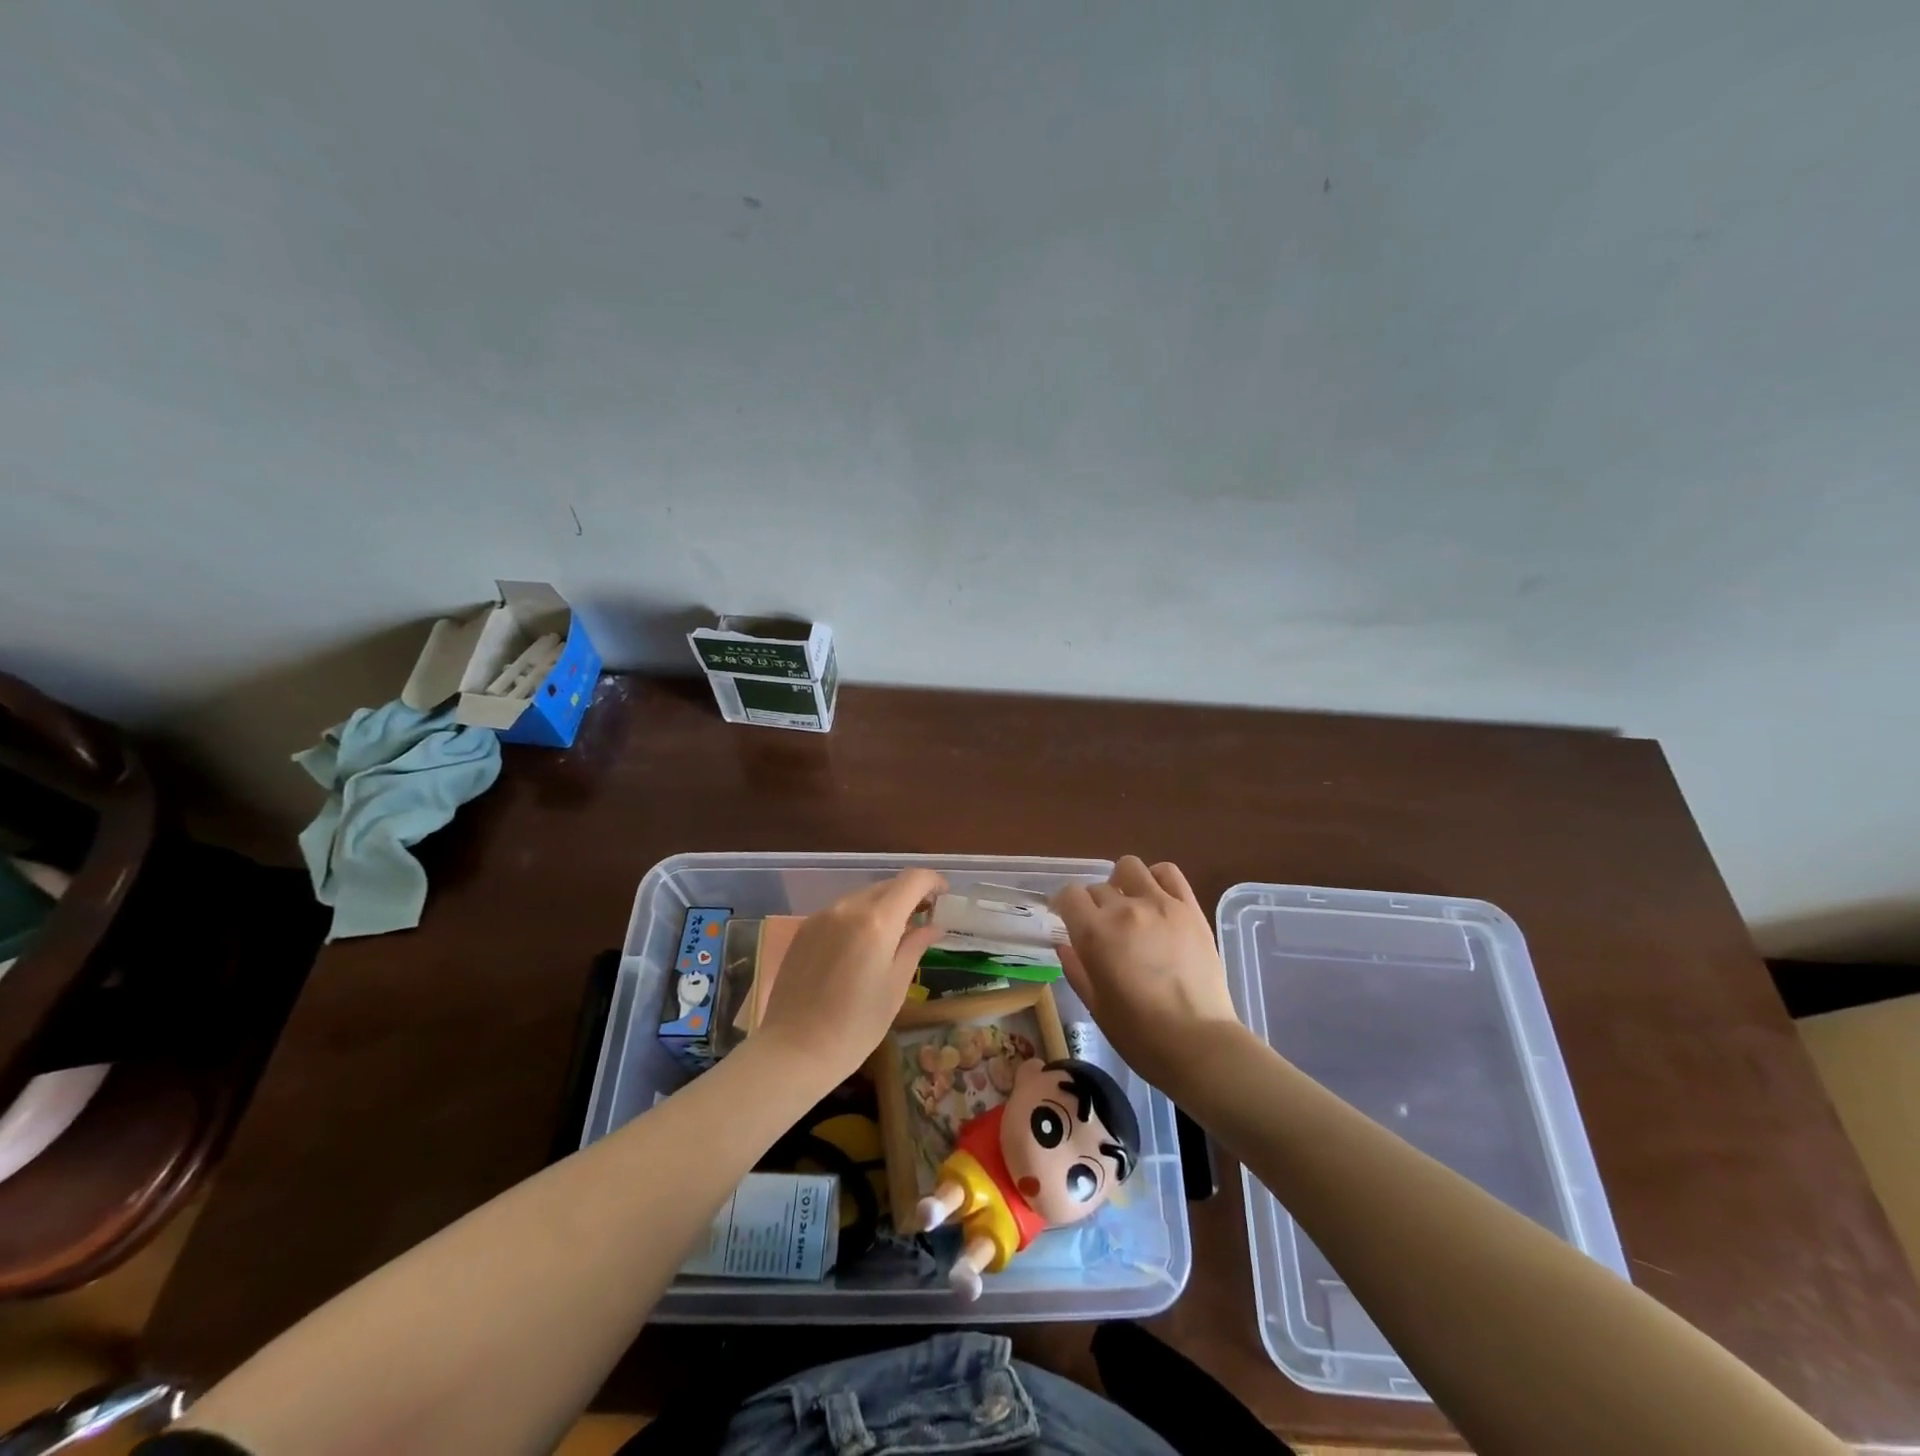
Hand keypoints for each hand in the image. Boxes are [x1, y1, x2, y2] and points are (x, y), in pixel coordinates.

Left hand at [756, 869, 946, 1087]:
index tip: (943, 897)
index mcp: (877, 921)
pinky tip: (861, 946)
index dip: (933, 881)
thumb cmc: (855, 1026)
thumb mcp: (895, 987)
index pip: (912, 880)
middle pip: (887, 885)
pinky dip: (859, 917)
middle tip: (923, 920)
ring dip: (884, 906)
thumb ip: (915, 947)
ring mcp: (822, 916)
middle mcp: (848, 907)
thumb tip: (932, 926)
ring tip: (893, 935)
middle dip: (909, 895)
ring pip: (863, 897)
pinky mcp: (805, 929)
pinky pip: (841, 911)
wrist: (793, 1050)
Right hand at [1052, 857, 1241, 1091]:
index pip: (1069, 895)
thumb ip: (1076, 968)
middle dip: (1093, 904)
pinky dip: (1156, 879)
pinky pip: (1168, 873)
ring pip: (1129, 867)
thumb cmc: (1139, 1034)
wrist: (1199, 1044)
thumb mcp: (1096, 1005)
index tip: (1067, 919)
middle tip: (1102, 928)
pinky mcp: (1190, 908)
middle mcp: (1124, 909)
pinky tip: (1156, 899)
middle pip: (1098, 887)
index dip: (1064, 906)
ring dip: (1122, 883)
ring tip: (1129, 906)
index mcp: (1095, 934)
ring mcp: (1160, 904)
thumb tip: (1066, 945)